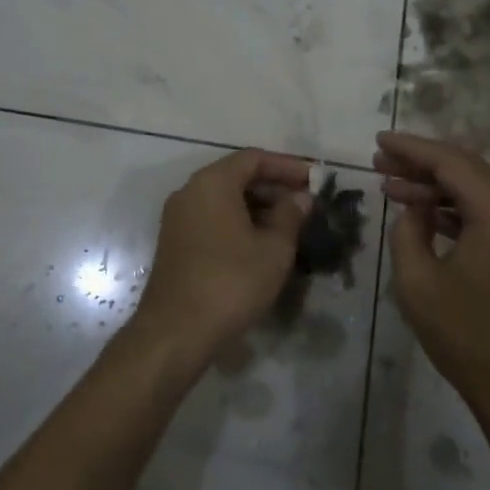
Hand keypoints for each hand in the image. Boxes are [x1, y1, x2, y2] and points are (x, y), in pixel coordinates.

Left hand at [131, 149, 309, 359]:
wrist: (176, 331)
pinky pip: (212, 219)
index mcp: (212, 182)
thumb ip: (290, 216)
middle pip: (237, 176)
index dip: (287, 166)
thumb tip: (300, 198)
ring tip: (289, 228)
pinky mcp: (175, 243)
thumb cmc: (231, 281)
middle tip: (306, 205)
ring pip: (224, 200)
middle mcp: (190, 192)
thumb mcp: (273, 249)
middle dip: (273, 188)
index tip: (315, 180)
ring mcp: (178, 218)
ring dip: (258, 208)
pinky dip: (238, 224)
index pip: (254, 159)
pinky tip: (261, 246)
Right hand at [376, 131, 489, 428]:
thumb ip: (407, 231)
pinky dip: (454, 208)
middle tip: (380, 162)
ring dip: (435, 187)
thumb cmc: (469, 338)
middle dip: (421, 164)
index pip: (451, 162)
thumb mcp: (418, 282)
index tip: (378, 141)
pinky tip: (423, 213)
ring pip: (477, 190)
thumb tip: (414, 209)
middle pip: (467, 170)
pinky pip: (487, 213)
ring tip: (391, 185)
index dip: (411, 148)